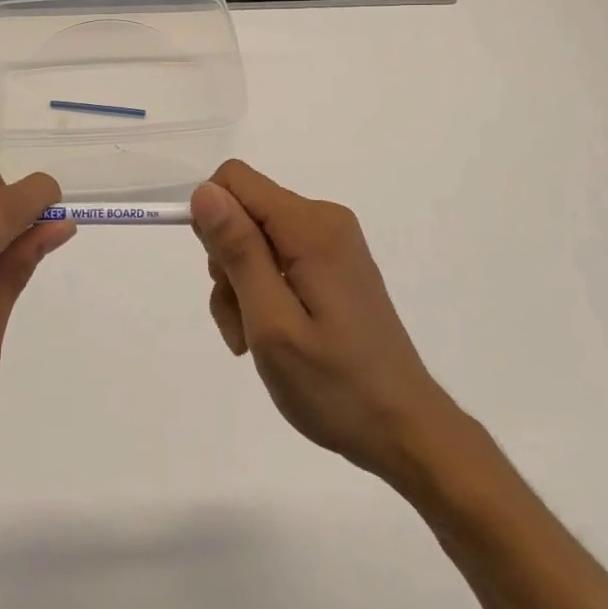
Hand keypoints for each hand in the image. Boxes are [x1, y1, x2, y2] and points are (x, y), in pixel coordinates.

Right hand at [192, 160, 460, 486]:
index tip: (219, 277)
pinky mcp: (334, 265)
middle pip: (245, 212)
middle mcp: (324, 220)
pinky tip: (270, 337)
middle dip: (226, 263)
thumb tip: (204, 191)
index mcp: (311, 227)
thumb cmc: (335, 385)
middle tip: (240, 321)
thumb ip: (239, 251)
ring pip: (256, 239)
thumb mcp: (272, 322)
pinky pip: (279, 258)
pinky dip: (262, 292)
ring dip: (241, 286)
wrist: (403, 428)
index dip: (211, 220)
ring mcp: (333, 243)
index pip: (235, 180)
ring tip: (253, 341)